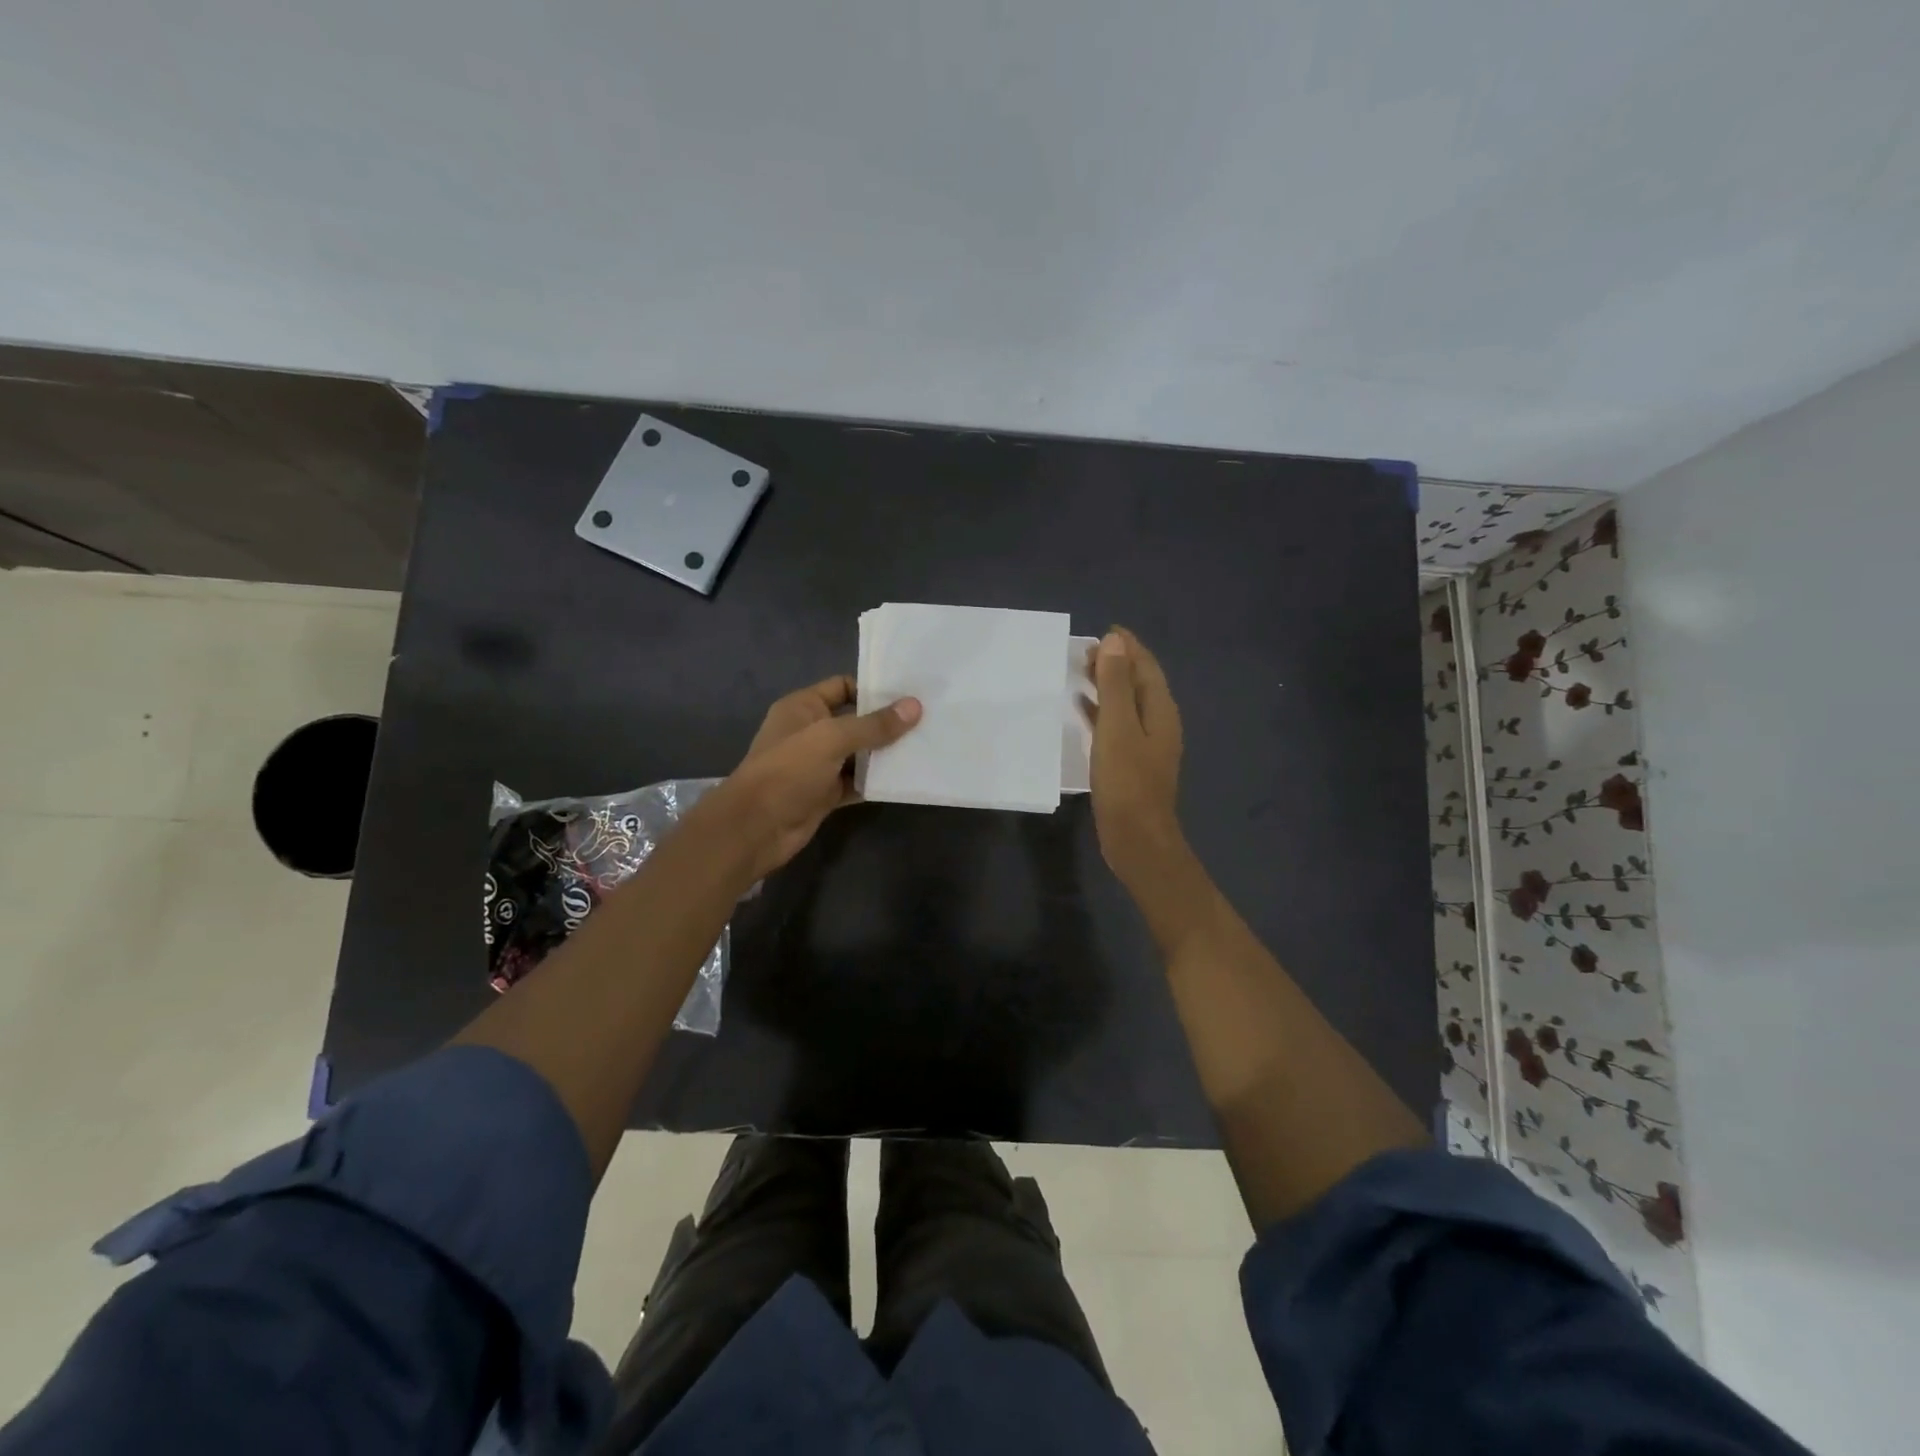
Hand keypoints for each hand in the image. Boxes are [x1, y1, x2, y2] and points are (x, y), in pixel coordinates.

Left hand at [705, 675, 921, 879]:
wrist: (755, 827)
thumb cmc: (788, 770)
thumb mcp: (832, 739)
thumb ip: (874, 725)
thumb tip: (914, 707)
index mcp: (803, 707)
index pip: (843, 687)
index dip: (874, 689)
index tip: (910, 694)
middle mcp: (810, 731)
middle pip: (855, 721)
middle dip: (886, 722)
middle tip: (928, 720)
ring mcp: (818, 765)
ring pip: (858, 753)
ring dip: (885, 754)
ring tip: (925, 747)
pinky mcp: (825, 793)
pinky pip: (856, 782)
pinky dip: (876, 781)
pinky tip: (904, 778)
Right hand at [1088, 628, 1185, 888]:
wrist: (1137, 837)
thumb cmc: (1126, 781)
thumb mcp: (1117, 727)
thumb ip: (1116, 684)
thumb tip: (1116, 642)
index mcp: (1160, 710)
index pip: (1146, 667)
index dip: (1128, 647)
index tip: (1104, 631)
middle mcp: (1158, 723)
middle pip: (1138, 683)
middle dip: (1116, 663)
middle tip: (1086, 652)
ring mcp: (1146, 744)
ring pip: (1126, 704)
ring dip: (1107, 686)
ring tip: (1081, 673)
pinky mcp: (1131, 762)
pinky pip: (1116, 725)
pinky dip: (1101, 711)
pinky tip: (1082, 710)